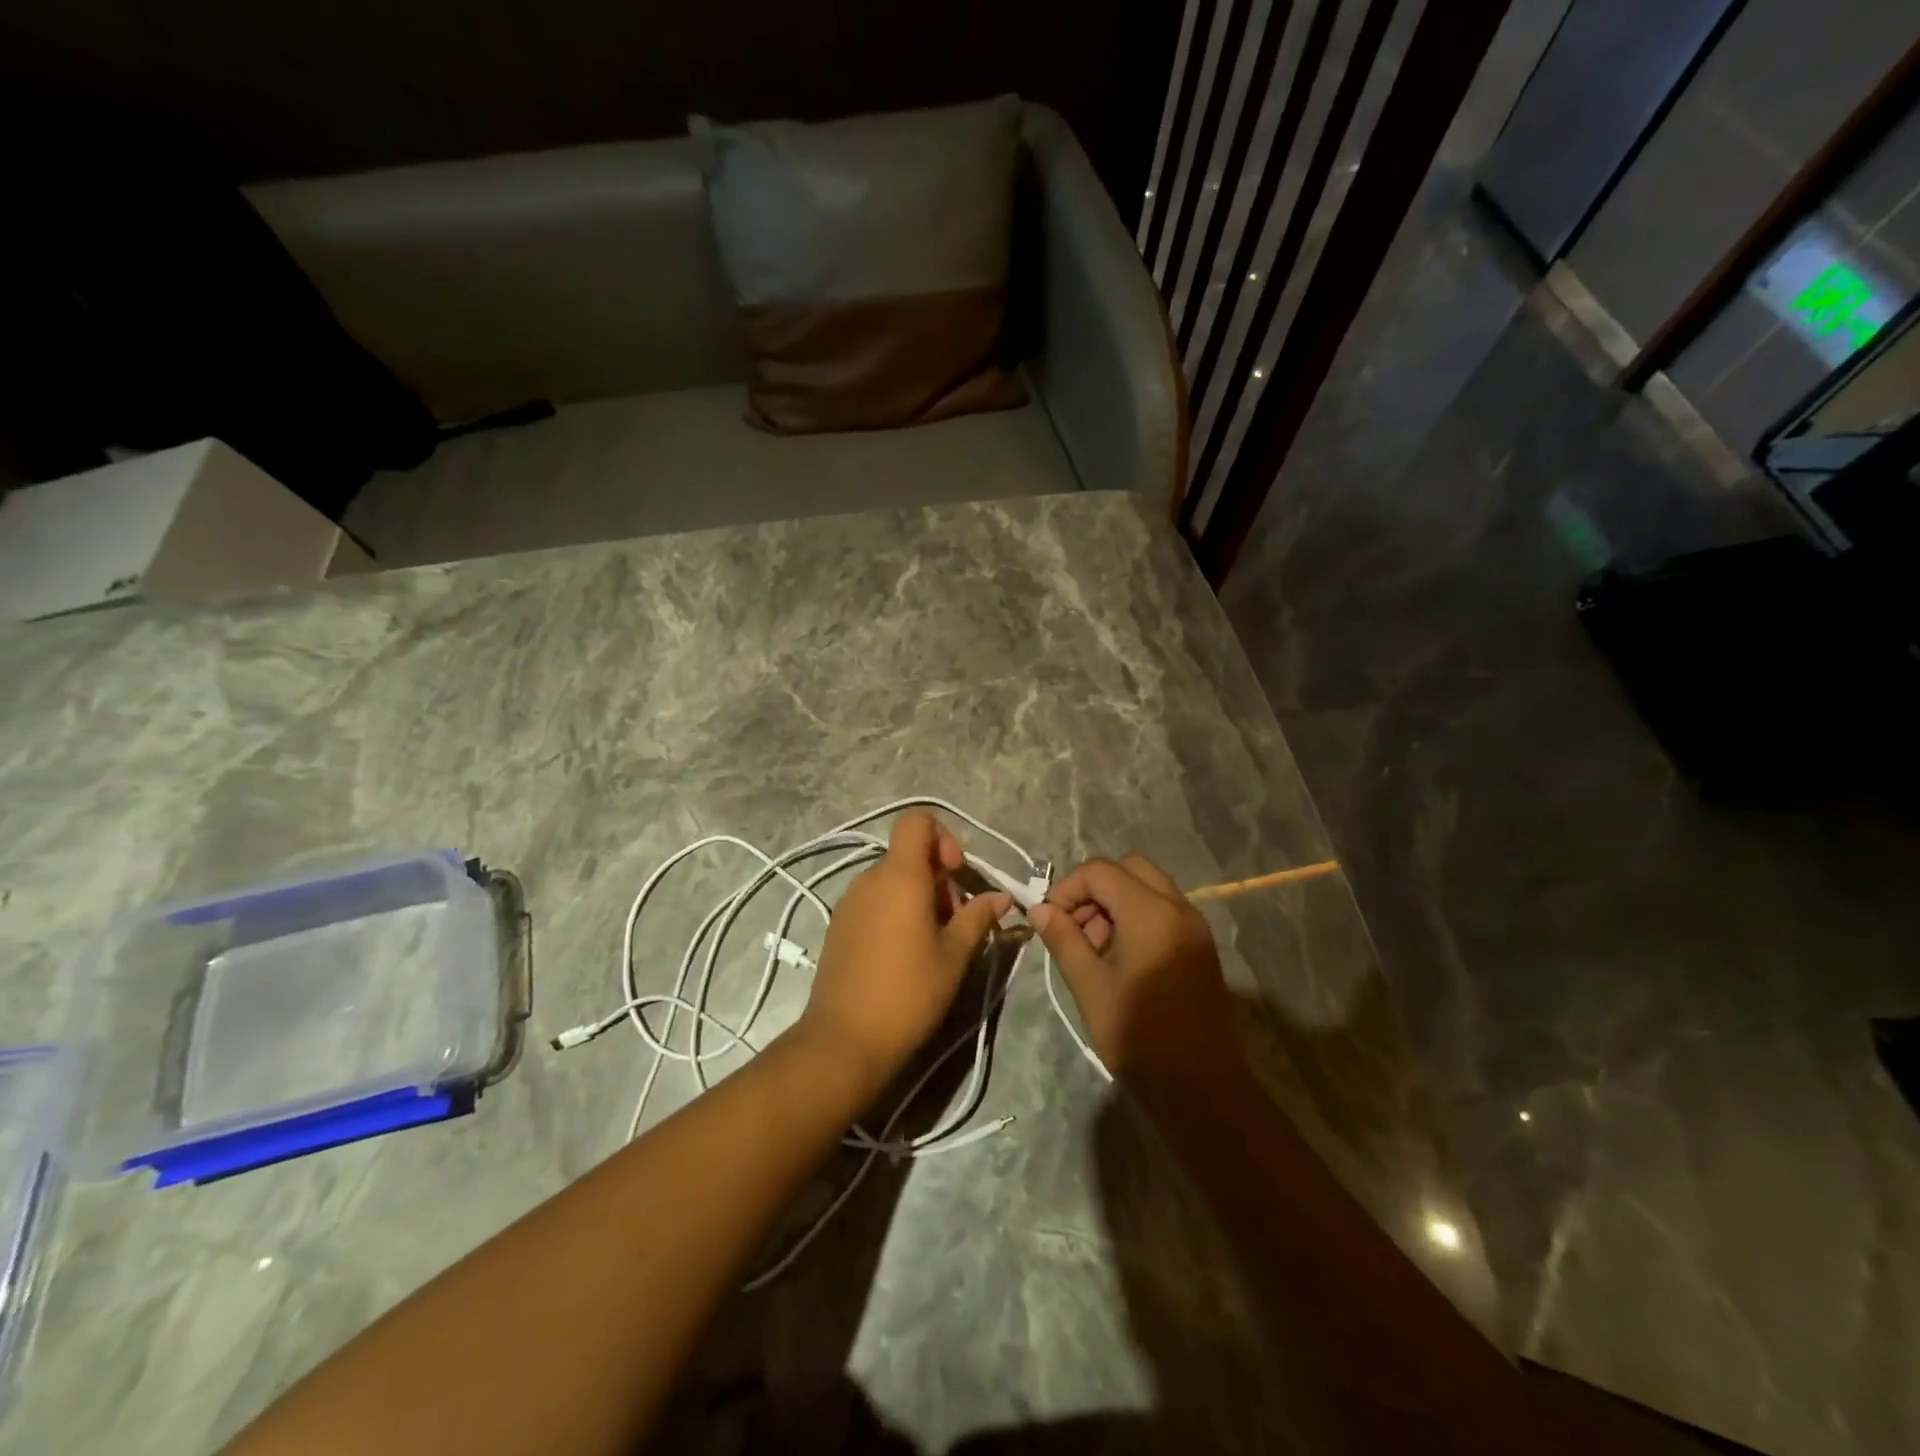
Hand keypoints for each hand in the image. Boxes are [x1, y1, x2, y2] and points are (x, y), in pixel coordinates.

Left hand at [793, 812, 1010, 1103]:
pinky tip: (907, 954)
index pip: (917, 821)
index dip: (943, 838)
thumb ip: (978, 917)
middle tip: (956, 923)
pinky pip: (876, 900)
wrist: (844, 1041)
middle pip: (910, 855)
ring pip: (894, 880)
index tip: (957, 876)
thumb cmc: (908, 993)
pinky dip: (897, 912)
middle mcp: (870, 878)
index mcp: (899, 876)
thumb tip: (1000, 897)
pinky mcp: (840, 925)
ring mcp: (850, 902)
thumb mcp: (954, 955)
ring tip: (935, 943)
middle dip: (940, 879)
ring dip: (921, 898)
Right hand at [1029, 855, 1238, 1093]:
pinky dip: (1137, 916)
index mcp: (1150, 913)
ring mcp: (1194, 925)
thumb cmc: (1140, 1037)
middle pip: (1128, 868)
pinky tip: (1120, 958)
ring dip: (1115, 902)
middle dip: (1094, 889)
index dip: (1068, 888)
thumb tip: (1040, 909)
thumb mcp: (1090, 987)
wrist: (1202, 1088)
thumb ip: (1064, 939)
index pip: (1100, 871)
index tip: (1050, 921)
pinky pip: (1163, 909)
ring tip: (1094, 948)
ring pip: (1148, 886)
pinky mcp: (1200, 945)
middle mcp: (1178, 907)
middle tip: (1075, 928)